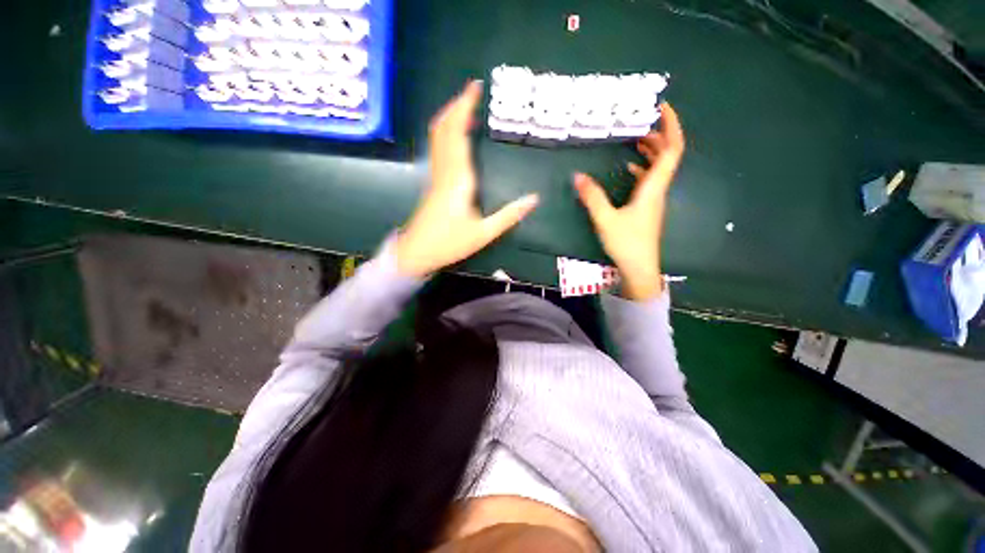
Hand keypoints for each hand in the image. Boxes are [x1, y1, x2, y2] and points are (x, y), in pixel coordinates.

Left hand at [396, 81, 539, 276]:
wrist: (417, 252)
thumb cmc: (450, 243)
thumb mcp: (484, 233)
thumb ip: (509, 216)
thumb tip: (534, 199)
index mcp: (459, 179)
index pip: (459, 134)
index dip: (465, 108)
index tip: (475, 88)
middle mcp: (445, 170)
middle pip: (445, 128)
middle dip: (457, 105)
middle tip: (472, 90)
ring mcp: (436, 175)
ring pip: (438, 137)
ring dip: (450, 117)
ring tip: (466, 107)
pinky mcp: (433, 182)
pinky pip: (438, 148)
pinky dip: (447, 133)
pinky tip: (457, 136)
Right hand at [573, 103, 684, 300]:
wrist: (639, 268)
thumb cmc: (626, 243)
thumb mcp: (605, 219)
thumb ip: (592, 196)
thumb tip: (576, 175)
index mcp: (653, 188)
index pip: (671, 150)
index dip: (671, 126)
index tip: (661, 108)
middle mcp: (658, 190)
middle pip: (667, 155)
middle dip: (658, 135)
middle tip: (641, 122)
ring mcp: (654, 200)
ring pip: (659, 168)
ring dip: (650, 151)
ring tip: (635, 140)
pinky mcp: (647, 208)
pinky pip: (649, 181)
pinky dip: (642, 169)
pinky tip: (628, 169)